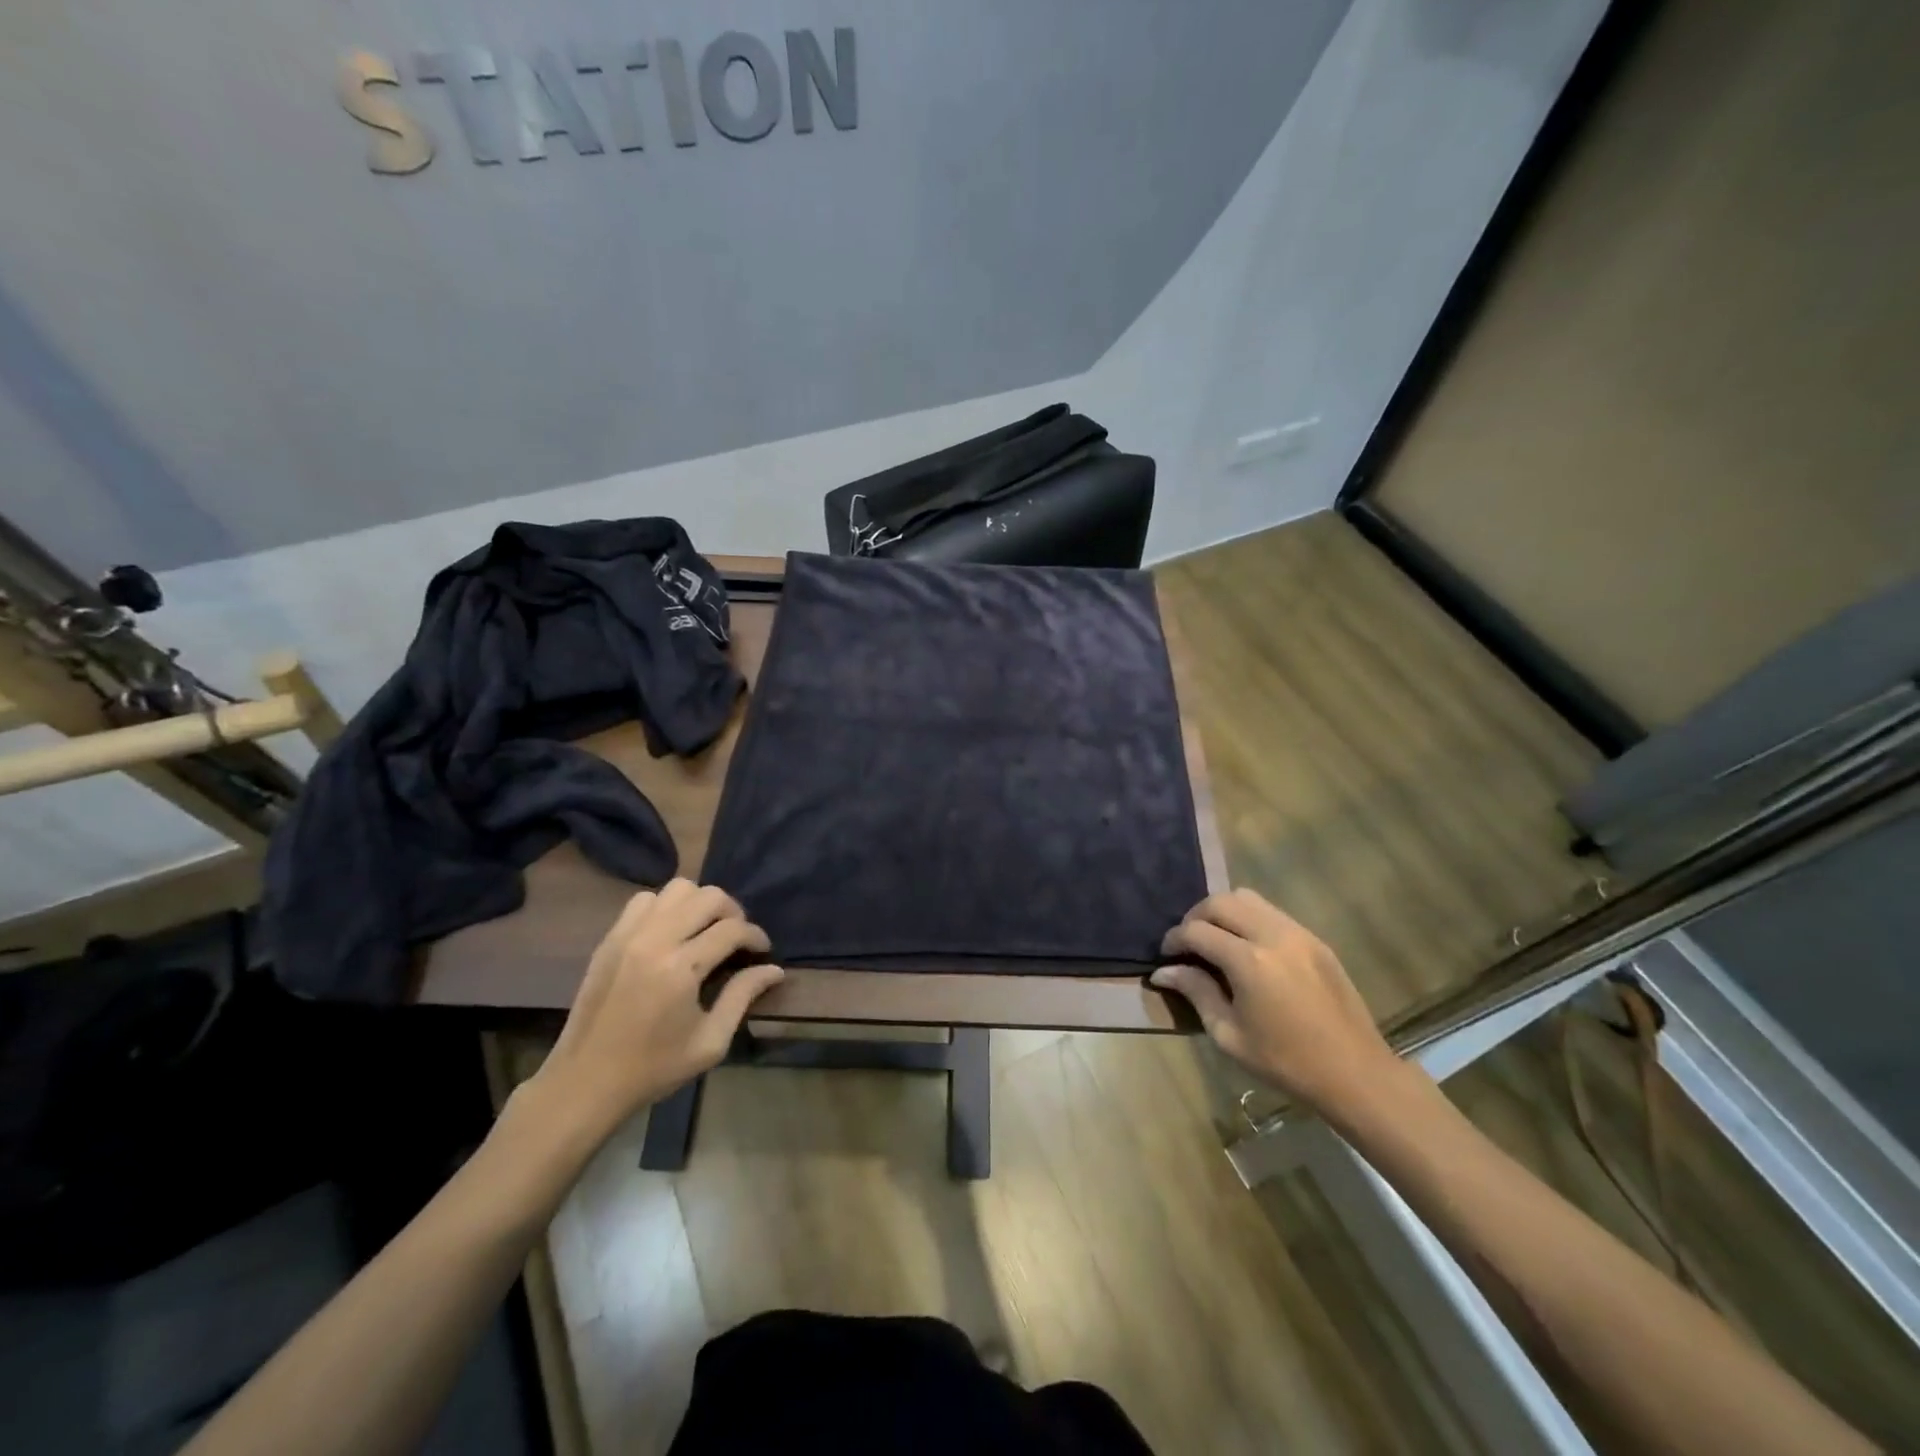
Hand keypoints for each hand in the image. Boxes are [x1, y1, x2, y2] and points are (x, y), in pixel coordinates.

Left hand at [525, 879, 783, 1141]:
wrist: (584, 1083)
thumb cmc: (653, 1068)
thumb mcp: (710, 1042)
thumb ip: (742, 997)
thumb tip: (774, 969)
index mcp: (681, 969)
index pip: (732, 929)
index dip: (755, 936)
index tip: (762, 951)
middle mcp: (655, 941)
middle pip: (708, 896)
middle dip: (732, 912)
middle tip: (736, 938)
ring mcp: (628, 935)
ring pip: (676, 889)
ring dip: (698, 904)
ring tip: (704, 930)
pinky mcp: (609, 939)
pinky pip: (644, 900)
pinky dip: (666, 907)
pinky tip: (671, 933)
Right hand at [1151, 889, 1398, 1114]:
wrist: (1355, 1073)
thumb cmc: (1285, 1061)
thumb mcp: (1229, 1035)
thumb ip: (1196, 993)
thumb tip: (1164, 971)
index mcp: (1249, 961)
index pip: (1197, 931)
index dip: (1174, 939)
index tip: (1166, 955)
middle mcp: (1272, 935)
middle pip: (1220, 902)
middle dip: (1196, 917)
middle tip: (1187, 942)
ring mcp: (1298, 933)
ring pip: (1248, 898)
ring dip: (1224, 911)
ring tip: (1216, 939)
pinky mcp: (1315, 939)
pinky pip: (1272, 912)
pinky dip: (1249, 918)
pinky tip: (1247, 947)